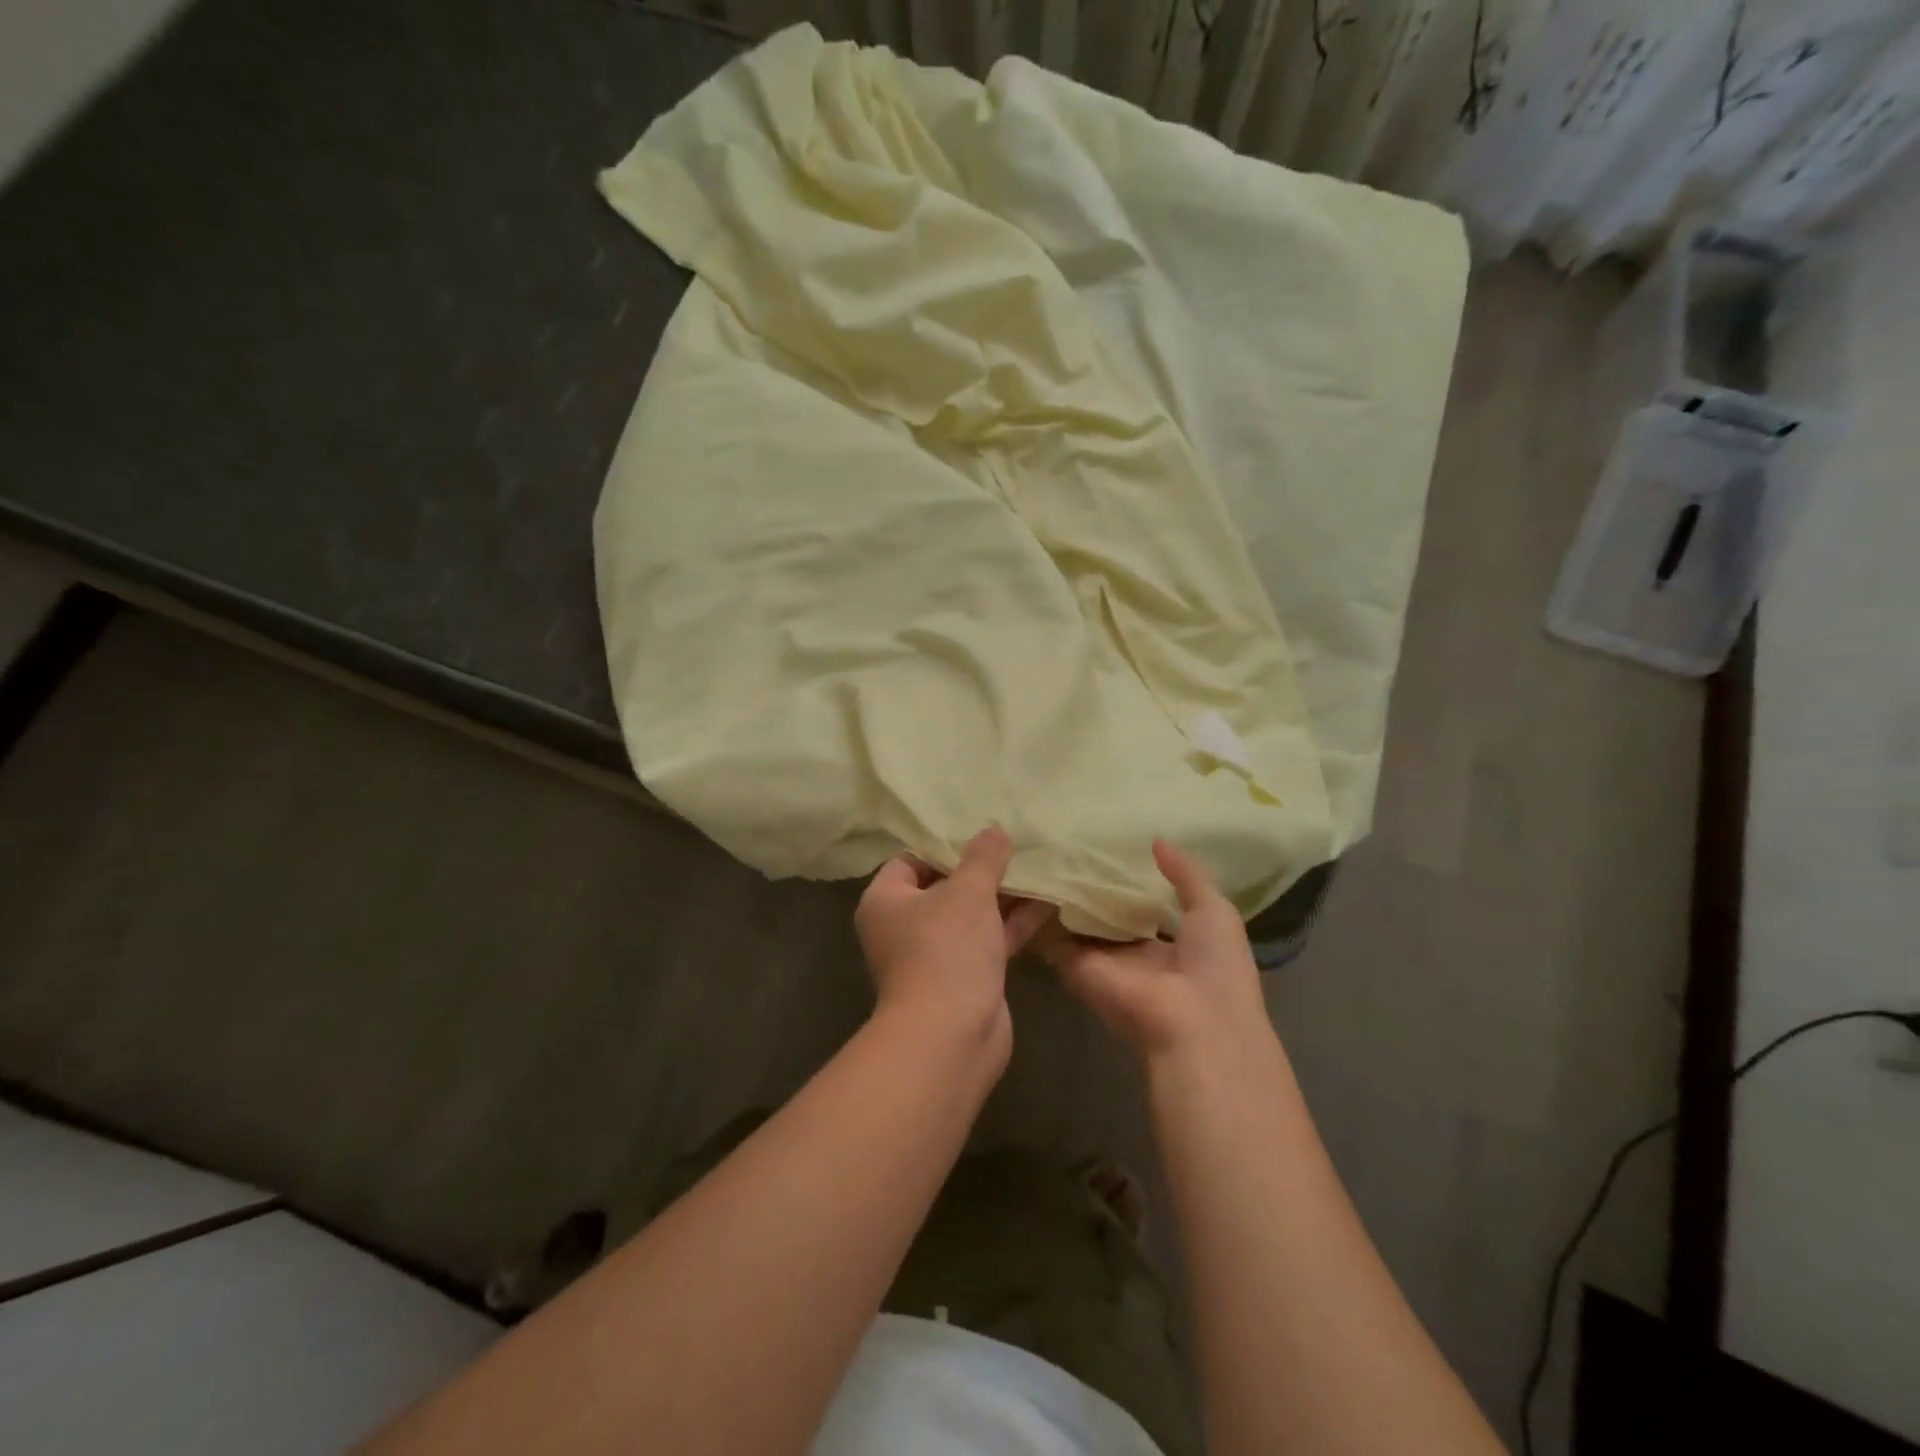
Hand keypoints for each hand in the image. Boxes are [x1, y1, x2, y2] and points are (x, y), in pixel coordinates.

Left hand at [854, 826, 1051, 1050]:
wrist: (951, 1036)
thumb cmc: (946, 949)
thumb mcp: (968, 892)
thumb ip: (983, 857)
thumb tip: (993, 829)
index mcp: (886, 900)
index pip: (911, 860)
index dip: (944, 844)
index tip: (979, 831)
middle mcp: (904, 926)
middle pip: (944, 887)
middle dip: (981, 870)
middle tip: (1015, 844)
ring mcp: (935, 955)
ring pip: (971, 916)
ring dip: (1003, 896)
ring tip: (1039, 867)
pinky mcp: (964, 978)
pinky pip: (988, 941)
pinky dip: (1012, 924)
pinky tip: (1048, 902)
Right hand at [1038, 839, 1272, 1067]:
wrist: (1194, 1023)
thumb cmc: (1216, 966)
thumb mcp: (1215, 910)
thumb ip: (1185, 874)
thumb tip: (1156, 840)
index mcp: (1171, 942)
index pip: (1142, 907)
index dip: (1127, 880)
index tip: (1107, 845)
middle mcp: (1132, 952)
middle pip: (1105, 914)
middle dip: (1090, 884)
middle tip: (1066, 842)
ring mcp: (1102, 960)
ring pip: (1076, 923)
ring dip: (1061, 895)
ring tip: (1040, 851)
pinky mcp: (1075, 967)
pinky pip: (1052, 937)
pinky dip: (1039, 914)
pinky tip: (1028, 877)